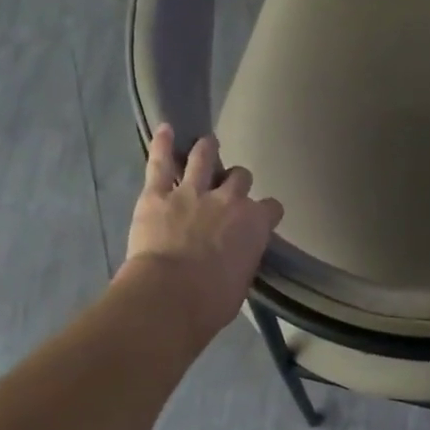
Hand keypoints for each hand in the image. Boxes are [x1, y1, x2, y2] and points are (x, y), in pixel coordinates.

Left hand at [124, 126, 283, 340]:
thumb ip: (243, 258)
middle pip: (241, 178)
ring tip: (207, 143)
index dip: (266, 213)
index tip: (261, 220)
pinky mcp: (157, 194)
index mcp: (255, 223)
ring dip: (207, 150)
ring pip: (204, 159)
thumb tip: (236, 257)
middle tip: (230, 188)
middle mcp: (229, 199)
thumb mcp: (241, 281)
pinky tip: (165, 129)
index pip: (272, 208)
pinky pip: (160, 162)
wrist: (171, 295)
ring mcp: (192, 192)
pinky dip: (162, 144)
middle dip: (237, 181)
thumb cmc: (213, 300)